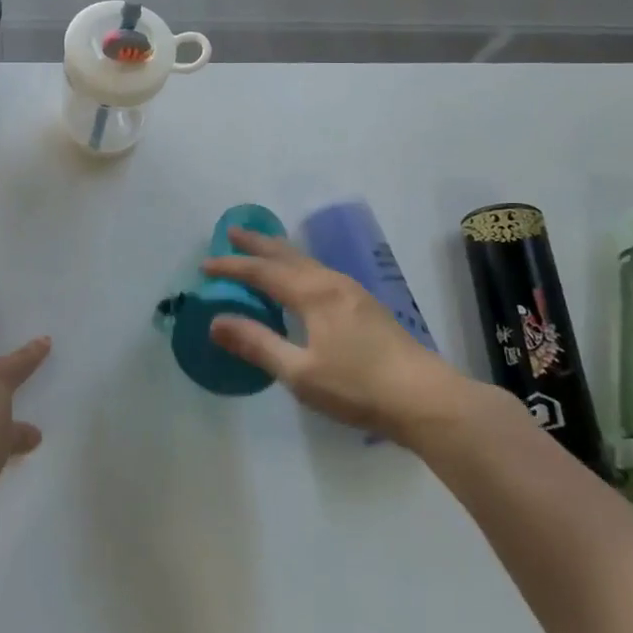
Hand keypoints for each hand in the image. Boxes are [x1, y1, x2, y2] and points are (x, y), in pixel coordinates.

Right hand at [203, 228, 482, 442]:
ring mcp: (352, 292)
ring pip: (307, 262)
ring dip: (279, 253)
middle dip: (258, 244)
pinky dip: (298, 267)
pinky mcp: (365, 306)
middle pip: (287, 255)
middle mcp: (332, 283)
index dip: (232, 267)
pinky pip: (320, 272)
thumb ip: (257, 344)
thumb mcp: (300, 373)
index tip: (205, 265)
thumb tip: (215, 321)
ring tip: (262, 249)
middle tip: (232, 232)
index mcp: (313, 294)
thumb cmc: (358, 387)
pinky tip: (302, 280)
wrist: (426, 399)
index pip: (263, 272)